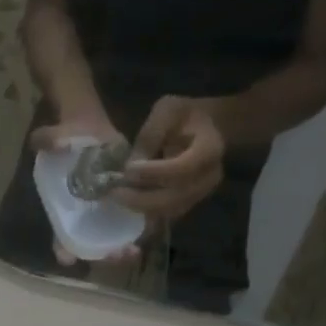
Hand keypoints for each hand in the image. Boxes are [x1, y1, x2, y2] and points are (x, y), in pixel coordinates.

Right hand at [29, 119, 141, 266]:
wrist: (87, 130)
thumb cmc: (68, 138)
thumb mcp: (55, 136)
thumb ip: (48, 139)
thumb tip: (49, 142)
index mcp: (63, 210)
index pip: (60, 238)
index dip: (64, 250)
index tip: (67, 258)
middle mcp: (82, 219)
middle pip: (91, 248)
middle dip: (103, 256)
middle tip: (117, 255)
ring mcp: (103, 215)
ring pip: (112, 243)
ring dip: (122, 252)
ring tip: (133, 251)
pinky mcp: (123, 205)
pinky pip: (131, 226)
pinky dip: (139, 232)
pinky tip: (150, 230)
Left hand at [119, 97, 224, 222]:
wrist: (209, 129)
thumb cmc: (186, 115)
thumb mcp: (167, 111)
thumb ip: (150, 135)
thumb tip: (131, 166)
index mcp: (210, 148)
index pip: (183, 168)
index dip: (154, 172)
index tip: (128, 168)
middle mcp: (210, 177)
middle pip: (176, 197)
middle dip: (142, 198)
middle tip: (115, 192)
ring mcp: (202, 193)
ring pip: (170, 210)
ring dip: (141, 207)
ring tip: (117, 196)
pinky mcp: (191, 202)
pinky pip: (167, 214)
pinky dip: (146, 210)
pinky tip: (128, 200)